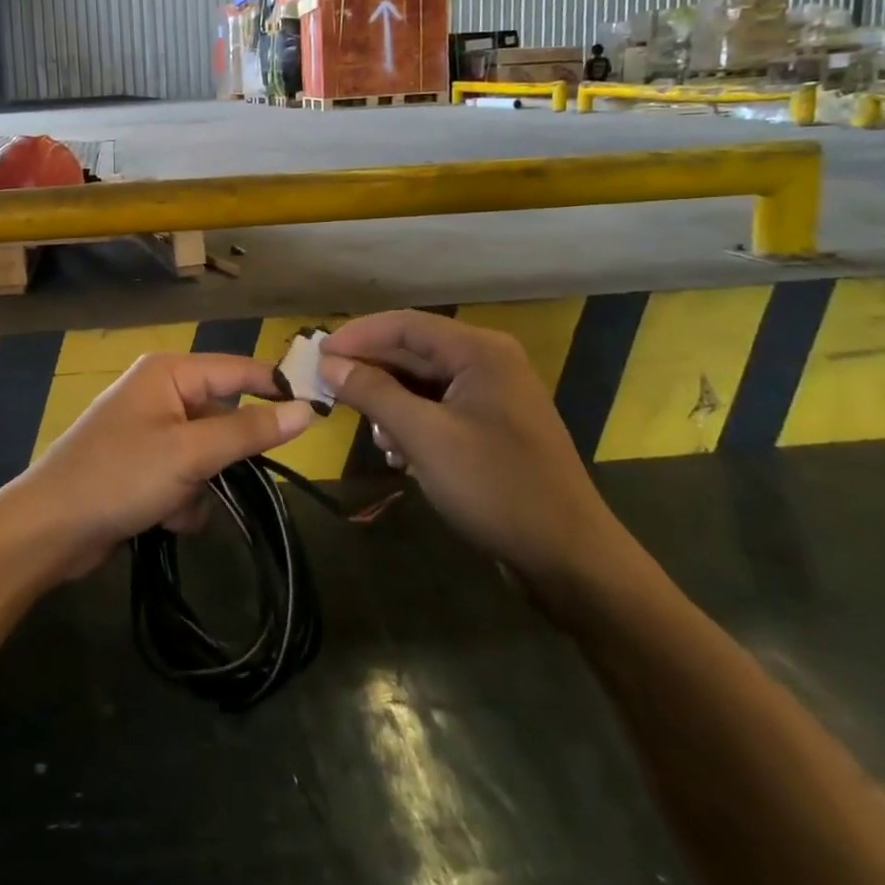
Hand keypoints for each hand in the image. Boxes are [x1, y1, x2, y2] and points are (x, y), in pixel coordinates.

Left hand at [1, 353, 313, 579]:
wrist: (49, 530)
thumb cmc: (119, 476)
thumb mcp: (189, 452)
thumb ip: (248, 431)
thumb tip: (306, 410)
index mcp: (168, 373)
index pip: (238, 370)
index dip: (277, 387)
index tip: (319, 411)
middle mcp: (160, 393)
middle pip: (223, 418)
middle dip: (224, 457)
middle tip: (220, 477)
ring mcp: (151, 431)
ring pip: (209, 455)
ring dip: (201, 486)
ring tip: (174, 503)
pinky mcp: (144, 467)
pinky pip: (187, 477)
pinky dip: (182, 501)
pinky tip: (160, 518)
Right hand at [319, 311, 639, 601]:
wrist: (569, 559)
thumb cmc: (496, 487)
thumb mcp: (424, 437)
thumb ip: (373, 393)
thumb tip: (328, 364)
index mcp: (479, 351)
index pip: (404, 325)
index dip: (356, 336)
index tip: (315, 354)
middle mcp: (487, 362)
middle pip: (412, 351)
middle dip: (369, 371)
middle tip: (325, 389)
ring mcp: (492, 395)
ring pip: (421, 383)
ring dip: (389, 403)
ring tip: (370, 433)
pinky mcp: (491, 427)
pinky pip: (438, 409)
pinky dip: (411, 424)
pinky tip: (396, 454)